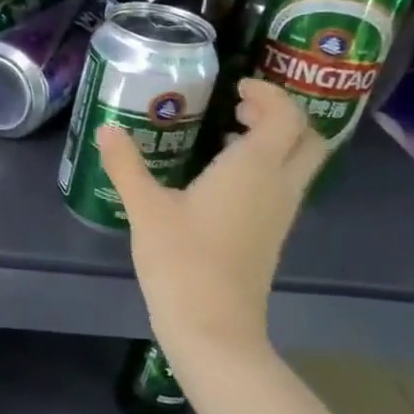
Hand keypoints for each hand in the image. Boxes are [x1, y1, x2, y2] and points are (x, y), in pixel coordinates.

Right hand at [97, 79, 325, 363]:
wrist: (213, 326)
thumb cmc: (181, 260)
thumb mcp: (145, 208)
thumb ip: (126, 165)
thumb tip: (106, 129)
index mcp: (254, 169)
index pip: (286, 116)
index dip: (268, 94)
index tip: (236, 87)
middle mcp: (278, 186)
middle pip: (307, 139)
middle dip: (281, 116)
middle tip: (239, 108)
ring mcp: (279, 214)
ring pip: (299, 165)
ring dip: (274, 142)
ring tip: (226, 135)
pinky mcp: (272, 235)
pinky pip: (283, 186)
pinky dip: (266, 168)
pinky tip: (221, 178)